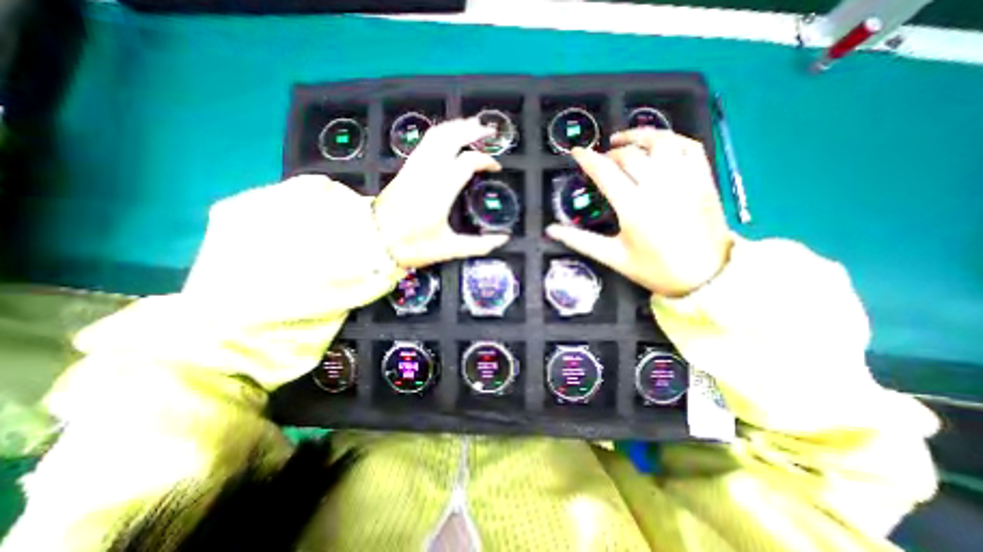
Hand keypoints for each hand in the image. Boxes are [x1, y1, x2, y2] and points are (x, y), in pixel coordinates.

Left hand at [376, 119, 511, 270]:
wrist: (373, 241)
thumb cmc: (412, 246)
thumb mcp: (448, 249)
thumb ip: (478, 245)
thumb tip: (503, 239)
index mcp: (440, 192)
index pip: (467, 162)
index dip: (485, 160)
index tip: (496, 168)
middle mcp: (427, 173)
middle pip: (451, 138)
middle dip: (472, 130)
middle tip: (489, 129)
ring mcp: (414, 168)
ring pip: (436, 135)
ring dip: (456, 127)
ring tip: (472, 125)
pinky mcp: (406, 168)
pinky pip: (425, 142)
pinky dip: (441, 133)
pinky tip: (449, 136)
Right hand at [545, 127, 727, 296]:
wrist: (705, 276)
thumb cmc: (655, 269)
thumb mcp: (613, 257)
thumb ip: (579, 241)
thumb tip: (550, 230)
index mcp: (634, 208)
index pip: (605, 172)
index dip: (587, 159)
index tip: (576, 152)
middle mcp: (659, 187)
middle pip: (629, 155)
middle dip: (609, 154)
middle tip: (601, 162)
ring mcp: (684, 180)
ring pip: (660, 142)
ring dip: (639, 136)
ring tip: (624, 141)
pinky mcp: (703, 178)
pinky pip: (688, 145)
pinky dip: (671, 138)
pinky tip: (658, 144)